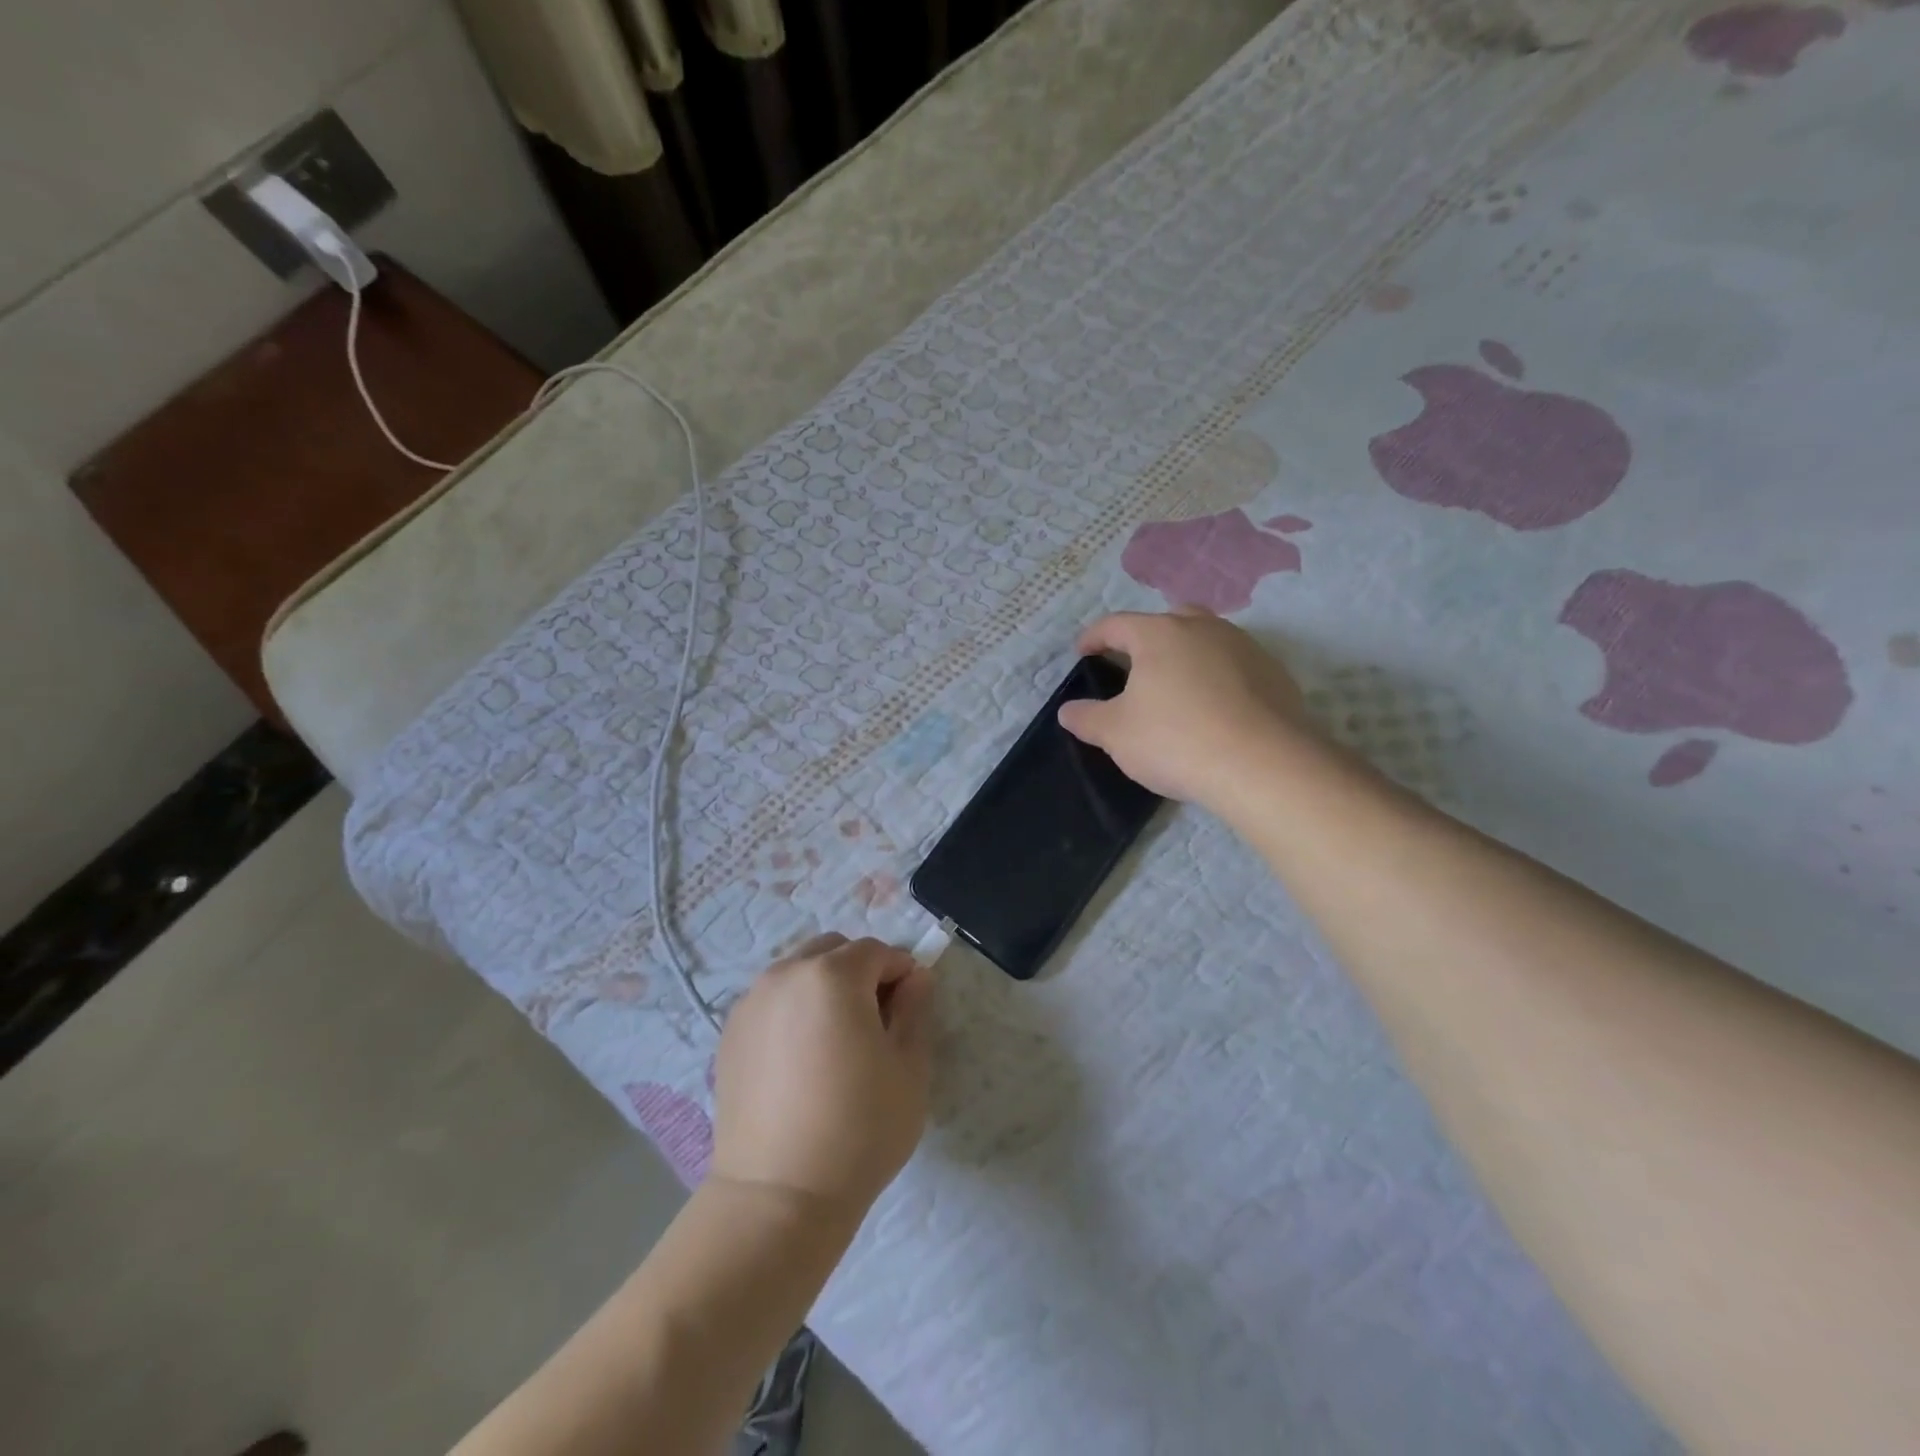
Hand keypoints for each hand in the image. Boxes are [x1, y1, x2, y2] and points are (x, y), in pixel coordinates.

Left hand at [711, 934, 933, 1221]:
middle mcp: (786, 974)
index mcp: (833, 975)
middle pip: (834, 950)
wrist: (778, 1196)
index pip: (877, 951)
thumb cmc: (859, 1130)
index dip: (901, 974)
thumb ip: (915, 1010)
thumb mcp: (909, 1069)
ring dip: (825, 987)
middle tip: (874, 1023)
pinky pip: (773, 1000)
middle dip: (860, 972)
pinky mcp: (730, 1033)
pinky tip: (802, 1059)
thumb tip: (916, 976)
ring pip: (800, 971)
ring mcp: (751, 1002)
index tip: (909, 1010)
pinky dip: (794, 1009)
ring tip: (835, 1042)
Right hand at [1058, 608, 1321, 809]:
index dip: (1094, 637)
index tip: (1082, 652)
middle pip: (1168, 621)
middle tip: (1135, 665)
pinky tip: (1215, 709)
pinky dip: (1219, 678)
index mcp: (1160, 634)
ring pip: (1207, 640)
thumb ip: (1086, 718)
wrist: (1263, 766)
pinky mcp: (1275, 674)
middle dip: (1147, 638)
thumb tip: (1067, 710)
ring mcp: (1245, 648)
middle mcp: (1204, 628)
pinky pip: (1236, 666)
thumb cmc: (1176, 740)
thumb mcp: (1115, 734)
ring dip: (1187, 656)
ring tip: (1176, 688)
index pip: (1116, 624)